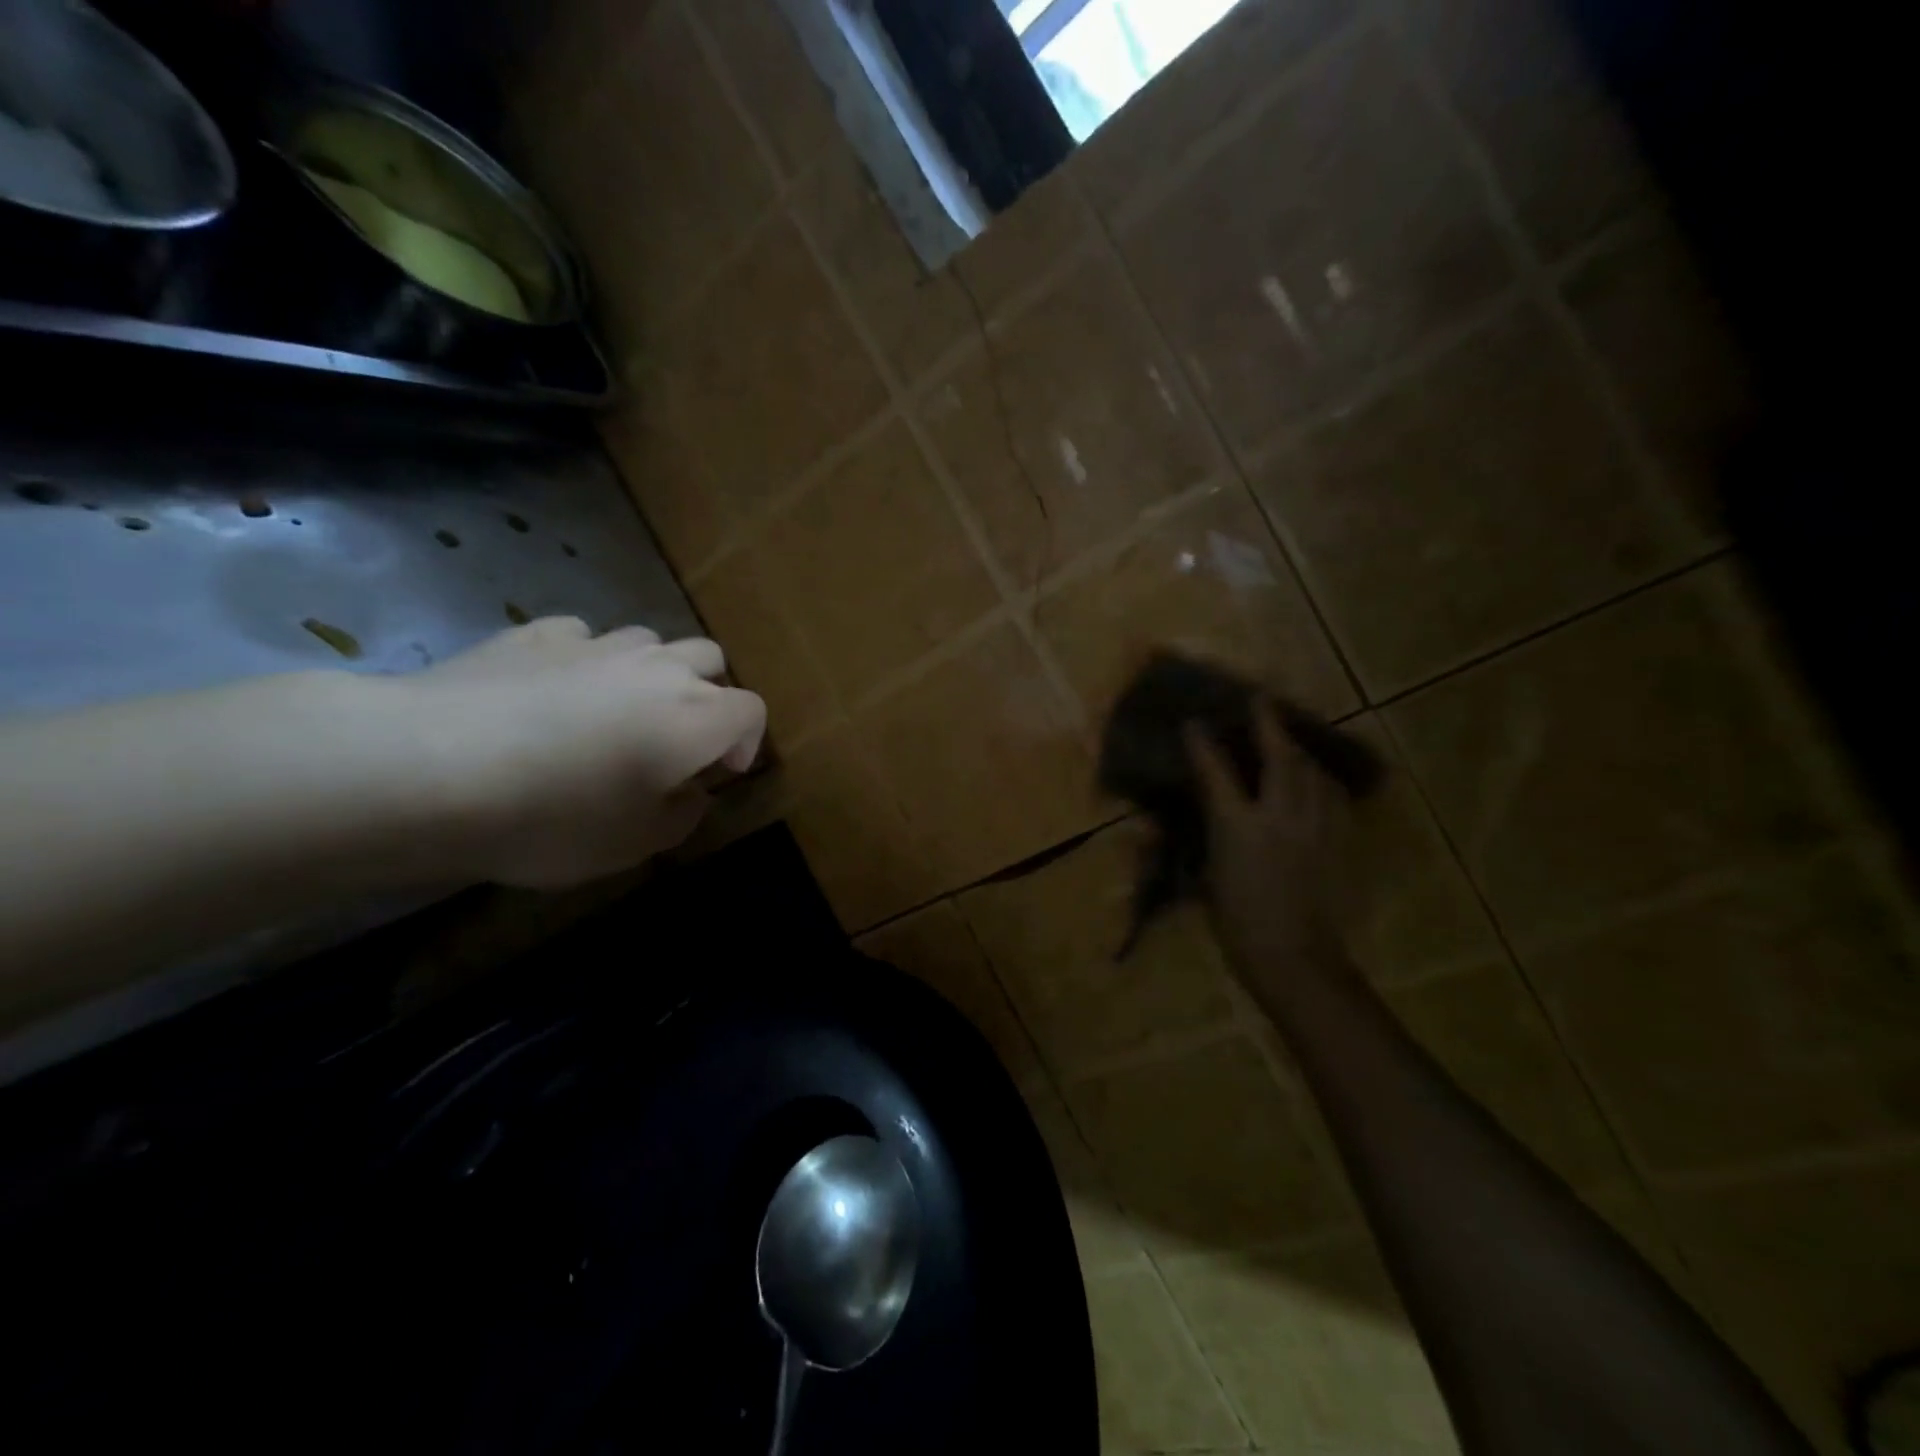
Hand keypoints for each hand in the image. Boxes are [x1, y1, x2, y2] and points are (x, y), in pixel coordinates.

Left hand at [396, 617, 765, 887]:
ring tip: (614, 712)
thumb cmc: (553, 817)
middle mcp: (658, 667)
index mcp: (695, 717)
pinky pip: (584, 639)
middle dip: (708, 695)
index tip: (719, 774)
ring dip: (650, 673)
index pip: (752, 712)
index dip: (746, 742)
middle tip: (677, 739)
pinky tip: (552, 692)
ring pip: (650, 642)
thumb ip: (683, 815)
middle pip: (710, 661)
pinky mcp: (537, 634)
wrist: (430, 769)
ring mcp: (597, 644)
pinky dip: (586, 662)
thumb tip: (689, 791)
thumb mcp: (635, 844)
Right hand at [1185, 704, 1350, 982]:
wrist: (1296, 959)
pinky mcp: (1338, 842)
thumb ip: (1190, 845)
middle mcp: (1279, 817)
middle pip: (1279, 758)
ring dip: (1297, 749)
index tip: (1193, 722)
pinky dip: (1320, 780)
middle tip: (1261, 700)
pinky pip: (1333, 797)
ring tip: (1287, 738)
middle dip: (1269, 724)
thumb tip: (1157, 826)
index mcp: (1238, 828)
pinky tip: (1316, 780)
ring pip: (1312, 772)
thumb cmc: (1237, 924)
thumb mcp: (1204, 881)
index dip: (1203, 745)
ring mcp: (1315, 828)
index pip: (1216, 774)